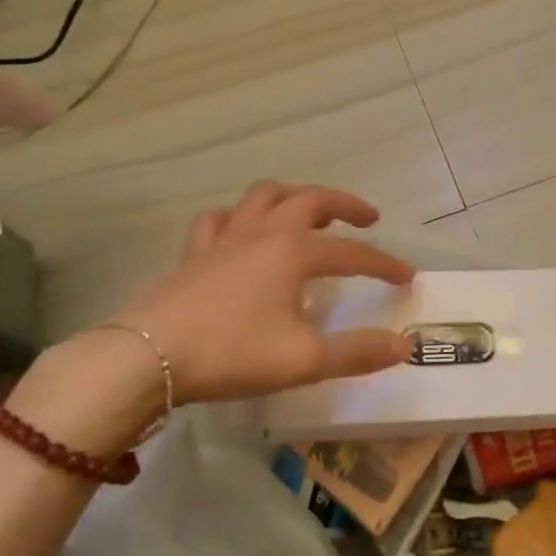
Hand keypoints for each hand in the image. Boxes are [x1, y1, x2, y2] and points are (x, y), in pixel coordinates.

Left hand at [9, 183, 413, 452]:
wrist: (148, 358)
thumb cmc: (232, 354)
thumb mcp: (305, 360)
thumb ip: (358, 352)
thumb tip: (404, 346)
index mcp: (294, 253)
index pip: (353, 253)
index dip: (384, 264)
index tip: (407, 277)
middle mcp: (264, 233)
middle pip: (311, 200)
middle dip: (345, 204)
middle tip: (368, 218)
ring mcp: (225, 238)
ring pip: (264, 196)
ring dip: (293, 196)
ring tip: (308, 211)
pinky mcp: (194, 253)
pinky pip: (219, 219)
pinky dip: (238, 217)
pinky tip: (241, 231)